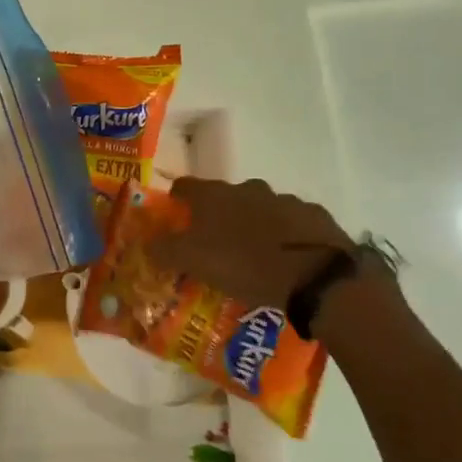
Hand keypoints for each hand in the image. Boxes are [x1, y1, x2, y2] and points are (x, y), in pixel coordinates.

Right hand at [150, 177, 357, 310]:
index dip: (176, 200)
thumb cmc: (244, 264)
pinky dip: (283, 235)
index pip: (185, 186)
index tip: (173, 216)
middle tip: (213, 244)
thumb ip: (164, 250)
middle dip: (217, 216)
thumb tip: (146, 242)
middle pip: (224, 197)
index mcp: (215, 196)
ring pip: (259, 208)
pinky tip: (284, 259)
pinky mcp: (313, 216)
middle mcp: (248, 189)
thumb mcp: (193, 261)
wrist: (315, 275)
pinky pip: (290, 223)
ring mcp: (284, 200)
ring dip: (251, 225)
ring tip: (251, 255)